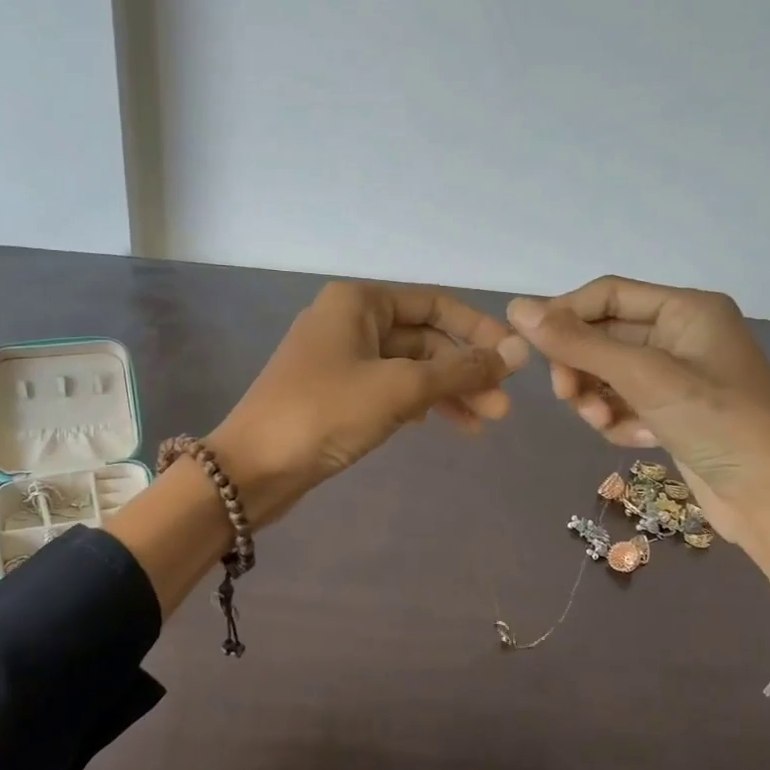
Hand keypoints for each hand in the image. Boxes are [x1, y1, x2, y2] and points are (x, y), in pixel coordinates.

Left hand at [209, 281, 528, 527]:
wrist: (253, 468)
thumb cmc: (326, 413)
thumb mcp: (400, 388)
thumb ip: (460, 370)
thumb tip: (517, 352)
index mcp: (359, 302)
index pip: (434, 304)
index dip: (478, 330)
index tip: (514, 361)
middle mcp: (349, 321)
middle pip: (423, 338)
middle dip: (464, 371)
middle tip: (501, 409)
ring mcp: (339, 359)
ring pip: (408, 368)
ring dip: (446, 392)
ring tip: (483, 424)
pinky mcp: (334, 394)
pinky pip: (388, 389)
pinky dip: (417, 404)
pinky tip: (439, 424)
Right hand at [508, 276, 769, 687]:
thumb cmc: (717, 423)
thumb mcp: (644, 376)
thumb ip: (578, 343)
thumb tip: (516, 308)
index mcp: (685, 310)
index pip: (606, 295)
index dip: (565, 316)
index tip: (530, 348)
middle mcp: (681, 335)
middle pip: (603, 337)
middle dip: (581, 368)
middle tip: (567, 397)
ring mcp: (677, 377)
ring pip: (607, 375)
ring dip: (596, 399)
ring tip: (606, 423)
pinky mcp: (672, 412)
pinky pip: (623, 404)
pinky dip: (618, 420)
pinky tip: (635, 439)